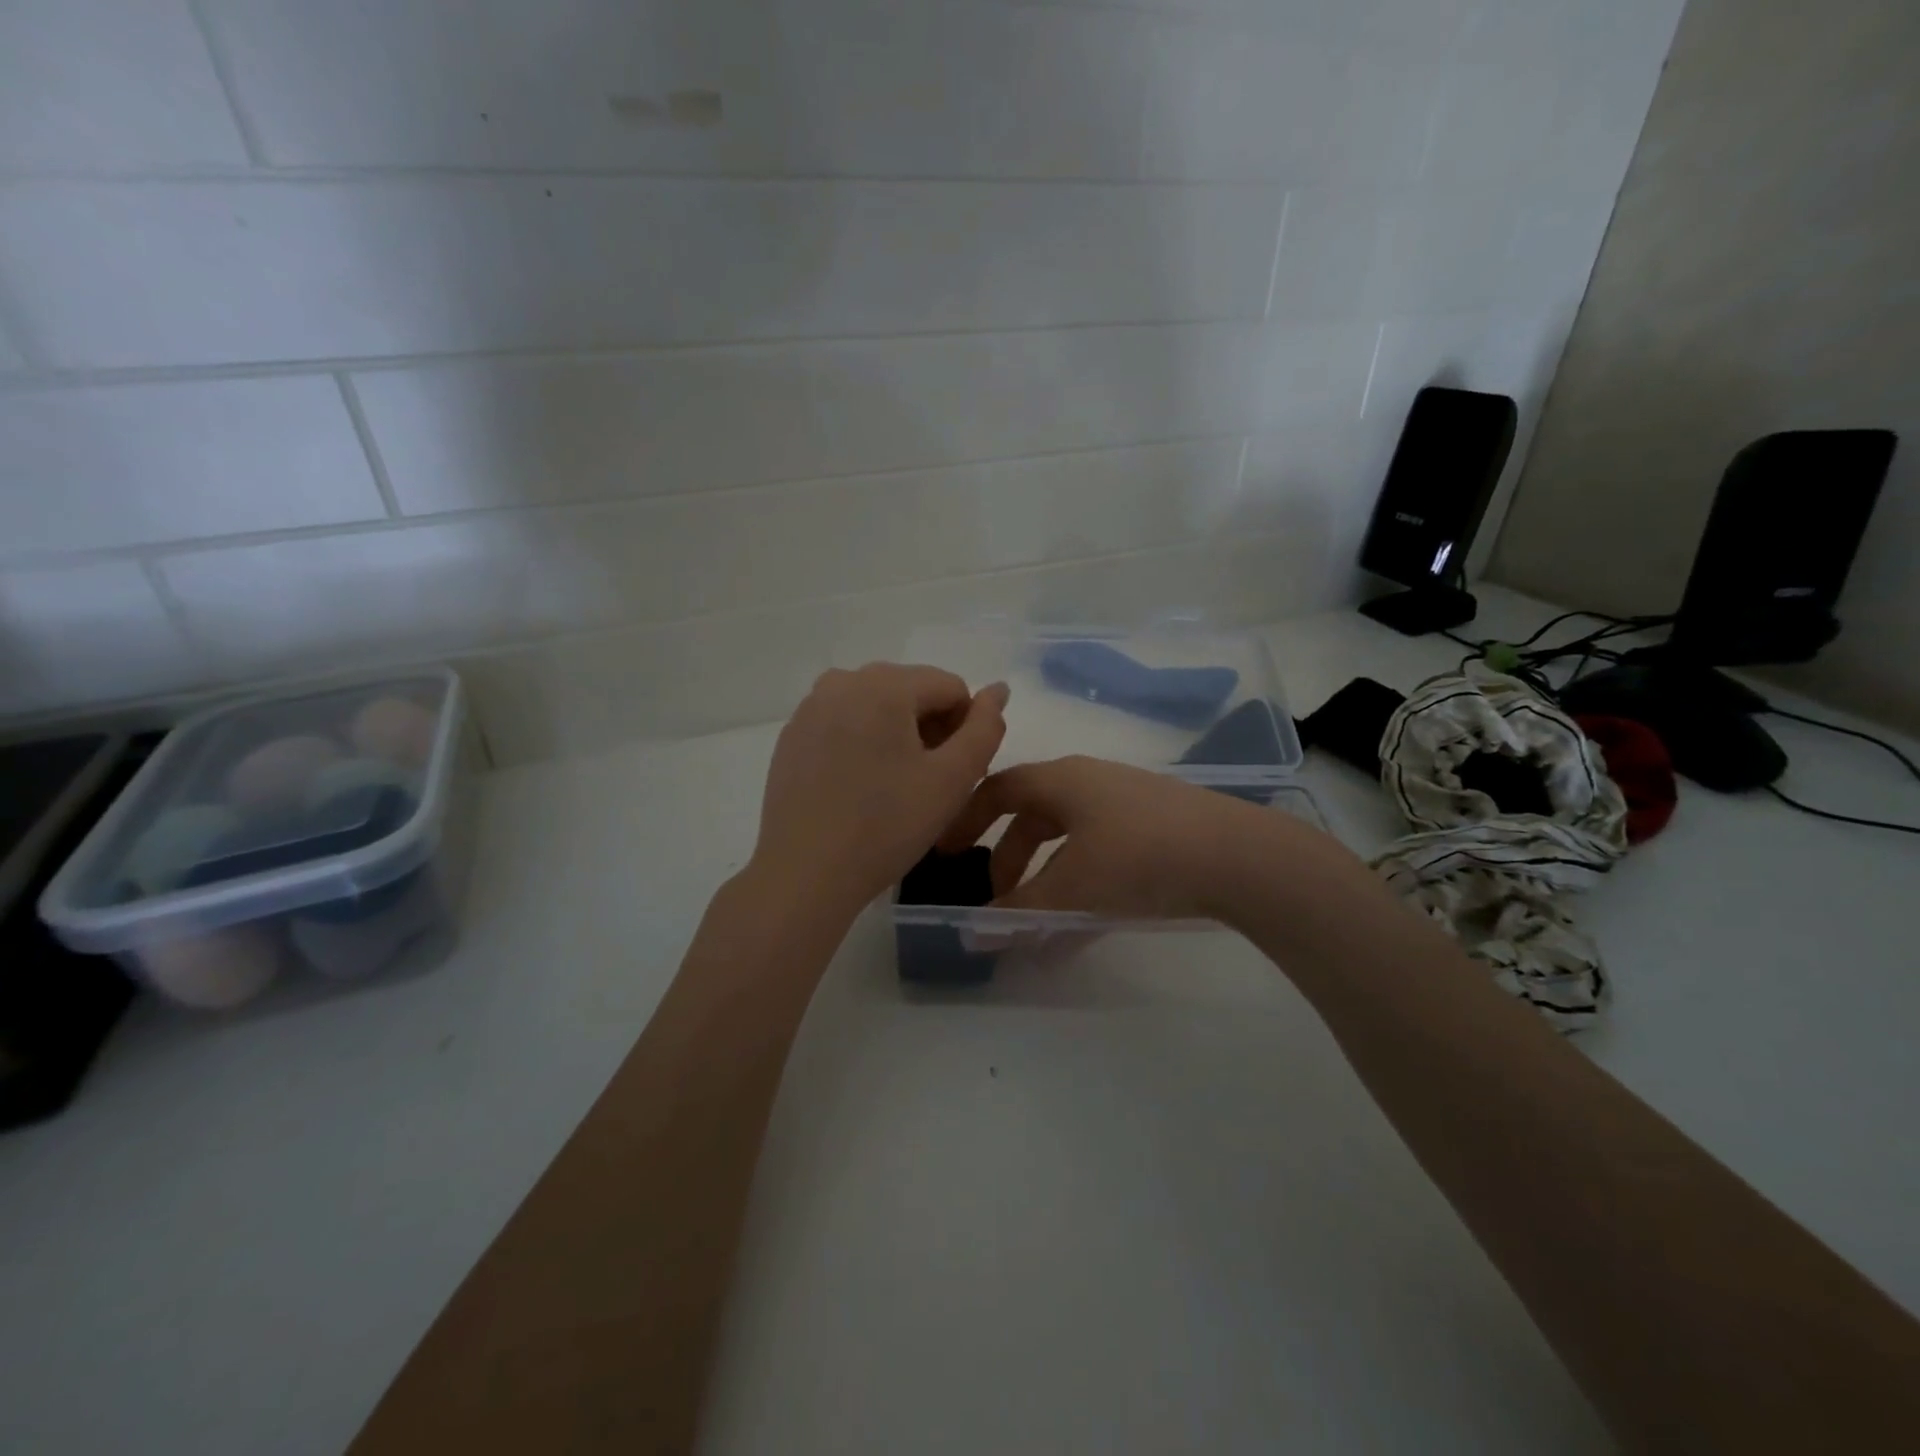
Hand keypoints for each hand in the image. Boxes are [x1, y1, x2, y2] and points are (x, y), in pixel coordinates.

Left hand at [752, 663, 1009, 910]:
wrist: (804, 874)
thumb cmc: (886, 826)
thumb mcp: (952, 780)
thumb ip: (985, 728)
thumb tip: (998, 689)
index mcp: (884, 684)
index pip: (952, 686)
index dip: (967, 728)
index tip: (957, 773)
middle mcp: (843, 680)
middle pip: (912, 690)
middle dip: (932, 728)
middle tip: (930, 783)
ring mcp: (811, 706)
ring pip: (878, 705)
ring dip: (900, 735)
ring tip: (897, 786)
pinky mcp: (793, 734)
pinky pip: (846, 722)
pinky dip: (865, 742)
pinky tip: (861, 786)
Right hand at [937, 755, 1273, 920]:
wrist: (1239, 856)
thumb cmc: (1139, 857)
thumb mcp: (1072, 888)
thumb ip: (1019, 911)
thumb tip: (973, 933)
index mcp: (1061, 780)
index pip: (997, 789)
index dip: (966, 818)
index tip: (946, 853)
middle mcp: (1089, 781)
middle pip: (1031, 814)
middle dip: (1007, 857)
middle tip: (996, 898)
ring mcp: (1125, 802)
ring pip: (1067, 836)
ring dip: (1044, 875)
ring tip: (1037, 919)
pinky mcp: (1154, 827)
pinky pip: (1098, 850)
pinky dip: (1080, 881)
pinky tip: (1081, 925)